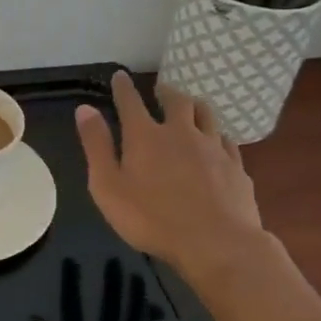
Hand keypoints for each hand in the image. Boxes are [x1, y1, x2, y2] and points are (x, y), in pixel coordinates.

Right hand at [75, 71, 266, 291]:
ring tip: (190, 107)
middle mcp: (181, 132)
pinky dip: (217, 135)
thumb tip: (85, 109)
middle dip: (165, 92)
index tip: (120, 75)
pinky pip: (227, 141)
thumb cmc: (152, 219)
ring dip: (195, 106)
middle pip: (176, 100)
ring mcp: (213, 148)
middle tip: (161, 90)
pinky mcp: (236, 167)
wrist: (217, 244)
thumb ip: (96, 146)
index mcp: (145, 136)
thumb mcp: (108, 186)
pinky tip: (217, 142)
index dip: (123, 87)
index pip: (131, 101)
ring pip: (206, 115)